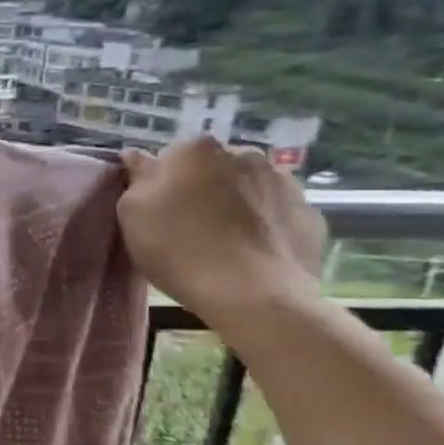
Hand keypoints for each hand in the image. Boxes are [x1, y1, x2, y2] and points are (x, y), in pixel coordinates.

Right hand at [118, 137, 326, 326]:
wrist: (252, 294)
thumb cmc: (178, 248)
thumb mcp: (133, 212)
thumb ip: (138, 178)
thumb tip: (138, 157)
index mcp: (196, 150)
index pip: (170, 156)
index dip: (161, 182)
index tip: (157, 209)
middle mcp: (244, 154)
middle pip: (213, 167)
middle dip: (202, 187)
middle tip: (188, 224)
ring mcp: (284, 182)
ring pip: (249, 186)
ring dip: (236, 201)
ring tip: (224, 239)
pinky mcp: (310, 213)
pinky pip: (277, 211)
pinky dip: (265, 223)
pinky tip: (252, 249)